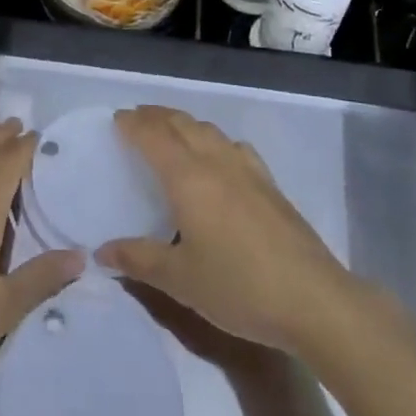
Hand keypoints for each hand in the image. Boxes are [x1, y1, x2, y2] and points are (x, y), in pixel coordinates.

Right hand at [96, 106, 355, 356]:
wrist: (312, 299)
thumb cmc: (238, 287)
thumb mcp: (181, 280)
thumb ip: (139, 260)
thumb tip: (102, 251)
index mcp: (187, 177)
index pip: (153, 136)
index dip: (133, 124)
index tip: (117, 119)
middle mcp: (215, 161)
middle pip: (180, 123)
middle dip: (155, 116)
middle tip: (136, 119)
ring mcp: (246, 169)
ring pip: (208, 130)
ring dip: (184, 123)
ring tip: (170, 131)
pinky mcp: (269, 183)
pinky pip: (233, 145)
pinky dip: (214, 139)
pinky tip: (218, 157)